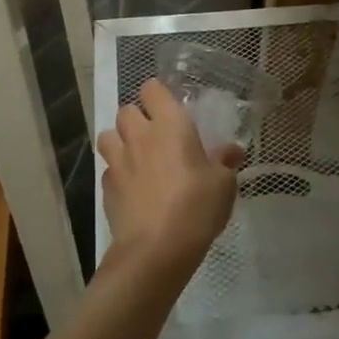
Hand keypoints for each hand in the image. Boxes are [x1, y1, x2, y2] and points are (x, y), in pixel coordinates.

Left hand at [98, 79, 240, 278]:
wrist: (156, 250)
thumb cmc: (196, 207)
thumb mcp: (223, 184)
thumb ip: (224, 162)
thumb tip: (232, 151)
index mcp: (169, 124)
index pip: (152, 89)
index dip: (158, 95)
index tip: (170, 109)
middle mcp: (139, 135)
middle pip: (126, 110)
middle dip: (137, 118)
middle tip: (155, 136)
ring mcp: (118, 161)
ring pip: (108, 135)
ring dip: (120, 141)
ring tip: (136, 158)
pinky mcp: (106, 187)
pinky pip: (108, 169)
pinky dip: (117, 174)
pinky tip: (132, 189)